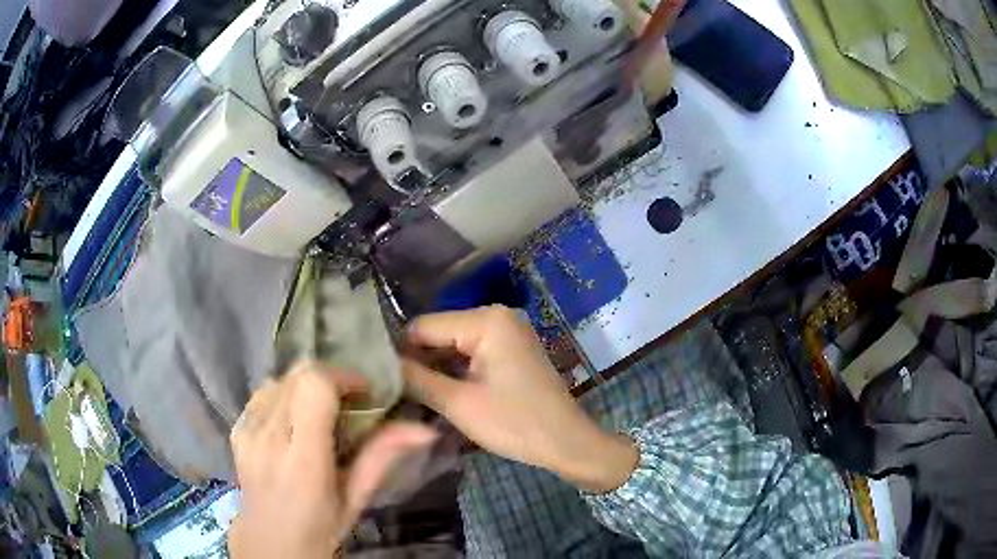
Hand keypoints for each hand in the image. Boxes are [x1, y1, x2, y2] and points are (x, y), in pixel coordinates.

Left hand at [228, 362, 436, 558]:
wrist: (271, 541)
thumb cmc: (321, 526)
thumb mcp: (356, 498)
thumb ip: (382, 458)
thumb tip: (425, 429)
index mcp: (303, 459)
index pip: (314, 386)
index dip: (342, 376)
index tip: (363, 392)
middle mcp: (269, 438)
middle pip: (296, 376)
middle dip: (328, 379)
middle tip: (347, 403)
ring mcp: (247, 431)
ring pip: (278, 380)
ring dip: (305, 387)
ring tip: (320, 412)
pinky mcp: (237, 429)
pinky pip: (262, 394)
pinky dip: (283, 395)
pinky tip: (293, 420)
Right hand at [402, 305, 637, 492]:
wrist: (567, 442)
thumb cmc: (515, 423)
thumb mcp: (459, 403)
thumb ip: (417, 379)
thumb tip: (384, 364)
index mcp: (487, 320)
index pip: (424, 326)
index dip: (399, 351)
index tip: (378, 377)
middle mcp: (497, 316)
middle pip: (440, 333)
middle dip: (418, 361)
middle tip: (392, 389)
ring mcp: (507, 332)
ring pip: (454, 345)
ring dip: (434, 369)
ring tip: (408, 393)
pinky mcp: (511, 350)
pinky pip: (472, 354)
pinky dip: (455, 372)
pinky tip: (436, 392)